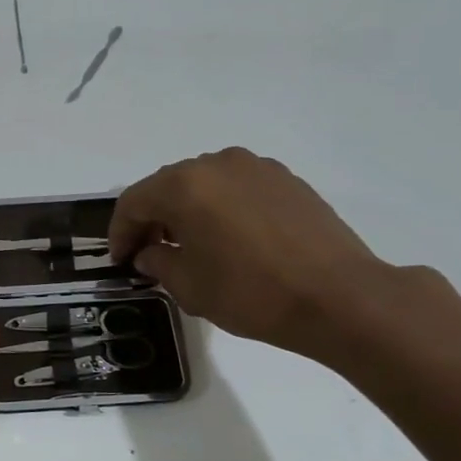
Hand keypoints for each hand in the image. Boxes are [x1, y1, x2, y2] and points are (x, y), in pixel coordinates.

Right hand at [109, 148, 392, 358]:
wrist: (340, 297)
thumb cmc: (251, 293)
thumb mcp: (189, 286)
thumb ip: (158, 262)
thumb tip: (151, 253)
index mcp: (184, 185)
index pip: (134, 202)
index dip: (120, 233)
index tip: (120, 261)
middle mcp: (217, 164)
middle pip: (168, 187)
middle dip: (152, 219)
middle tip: (149, 253)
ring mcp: (256, 167)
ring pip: (204, 185)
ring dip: (188, 211)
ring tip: (190, 246)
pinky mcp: (286, 180)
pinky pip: (237, 188)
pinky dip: (221, 208)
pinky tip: (230, 239)